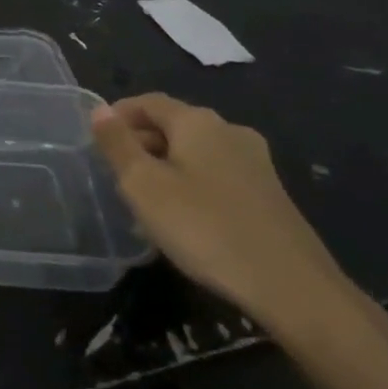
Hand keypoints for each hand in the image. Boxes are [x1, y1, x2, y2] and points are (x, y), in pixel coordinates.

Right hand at [92, 94, 353, 335]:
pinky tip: (183, 219)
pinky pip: (217, 175)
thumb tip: (100, 111)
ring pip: (196, 152)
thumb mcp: (144, 186)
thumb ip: (118, 144)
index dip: (118, 115)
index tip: (95, 140)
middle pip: (174, 125)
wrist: (291, 287)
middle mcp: (230, 131)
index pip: (148, 102)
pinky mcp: (269, 194)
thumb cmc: (204, 227)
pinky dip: (191, 184)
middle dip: (141, 143)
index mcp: (198, 121)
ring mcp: (256, 162)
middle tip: (115, 175)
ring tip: (144, 201)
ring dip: (165, 167)